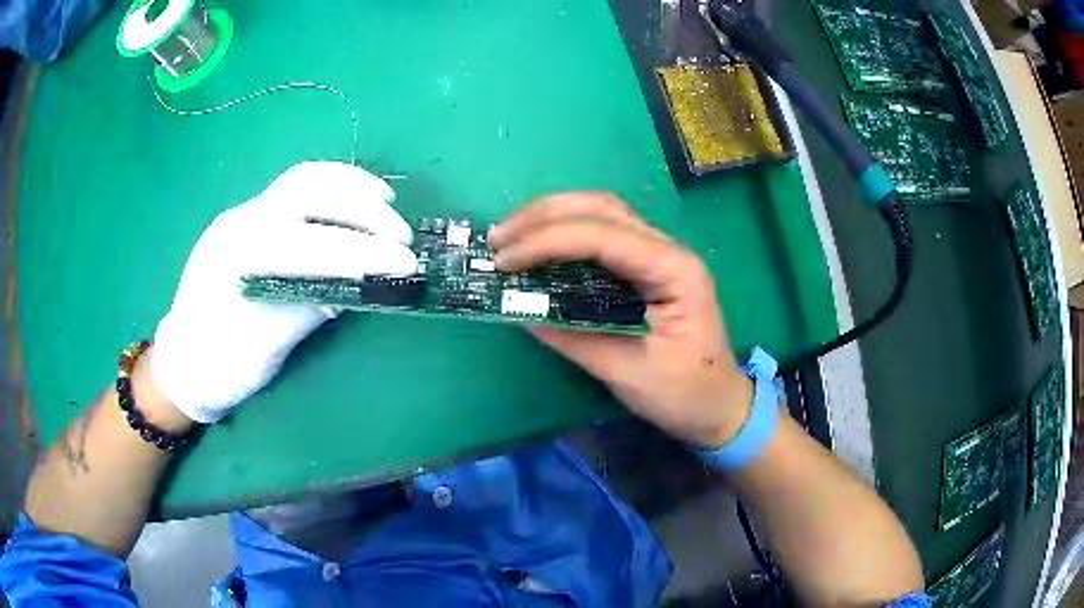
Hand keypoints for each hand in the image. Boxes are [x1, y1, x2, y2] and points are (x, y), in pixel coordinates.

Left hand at [152, 162, 417, 423]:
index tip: (405, 263)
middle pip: (306, 190)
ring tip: (387, 203)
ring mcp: (243, 216)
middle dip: (360, 208)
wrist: (184, 362)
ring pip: (301, 180)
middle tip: (401, 234)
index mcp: (237, 256)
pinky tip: (353, 202)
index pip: (307, 243)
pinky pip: (294, 191)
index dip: (359, 251)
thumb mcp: (262, 350)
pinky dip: (332, 189)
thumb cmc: (218, 366)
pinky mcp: (249, 221)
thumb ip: (306, 310)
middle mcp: (240, 222)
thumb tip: (357, 287)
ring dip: (349, 186)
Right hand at [490, 192, 752, 447]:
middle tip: (498, 238)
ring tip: (509, 236)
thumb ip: (574, 337)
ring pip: (602, 214)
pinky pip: (603, 237)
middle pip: (601, 208)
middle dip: (543, 216)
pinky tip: (539, 247)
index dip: (546, 241)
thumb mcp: (628, 372)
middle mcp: (667, 250)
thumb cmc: (684, 394)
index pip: (602, 236)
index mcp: (673, 270)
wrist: (720, 405)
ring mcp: (659, 255)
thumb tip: (519, 311)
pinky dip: (565, 235)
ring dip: (551, 218)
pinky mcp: (646, 269)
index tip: (502, 261)